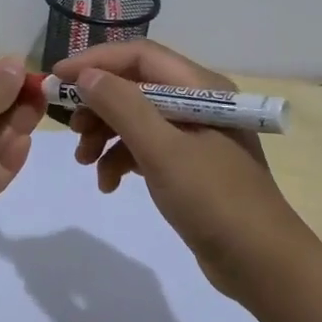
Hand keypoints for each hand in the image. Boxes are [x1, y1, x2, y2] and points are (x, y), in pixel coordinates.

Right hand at [54, 41, 306, 298]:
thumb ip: (122, 106)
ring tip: (84, 162)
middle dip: (98, 104)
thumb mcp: (163, 150)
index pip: (139, 55)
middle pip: (134, 85)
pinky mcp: (189, 164)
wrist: (263, 265)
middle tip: (72, 129)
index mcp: (200, 87)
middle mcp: (197, 101)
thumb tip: (85, 75)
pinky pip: (145, 147)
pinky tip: (108, 183)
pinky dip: (121, 159)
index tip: (58, 78)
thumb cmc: (214, 200)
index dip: (96, 61)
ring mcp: (194, 134)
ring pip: (135, 117)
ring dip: (105, 134)